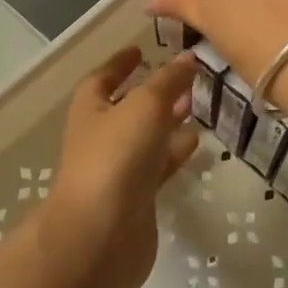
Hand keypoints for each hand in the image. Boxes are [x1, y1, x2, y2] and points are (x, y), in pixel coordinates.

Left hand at [45, 47, 199, 287]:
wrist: (101, 237)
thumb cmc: (115, 157)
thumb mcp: (145, 106)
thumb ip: (168, 81)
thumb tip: (187, 57)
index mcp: (90, 109)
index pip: (103, 78)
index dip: (120, 63)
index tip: (141, 50)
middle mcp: (100, 137)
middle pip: (127, 107)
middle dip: (153, 92)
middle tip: (184, 77)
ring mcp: (117, 170)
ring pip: (146, 137)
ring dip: (168, 121)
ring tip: (197, 106)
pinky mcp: (136, 199)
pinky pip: (158, 167)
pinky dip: (174, 153)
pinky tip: (196, 143)